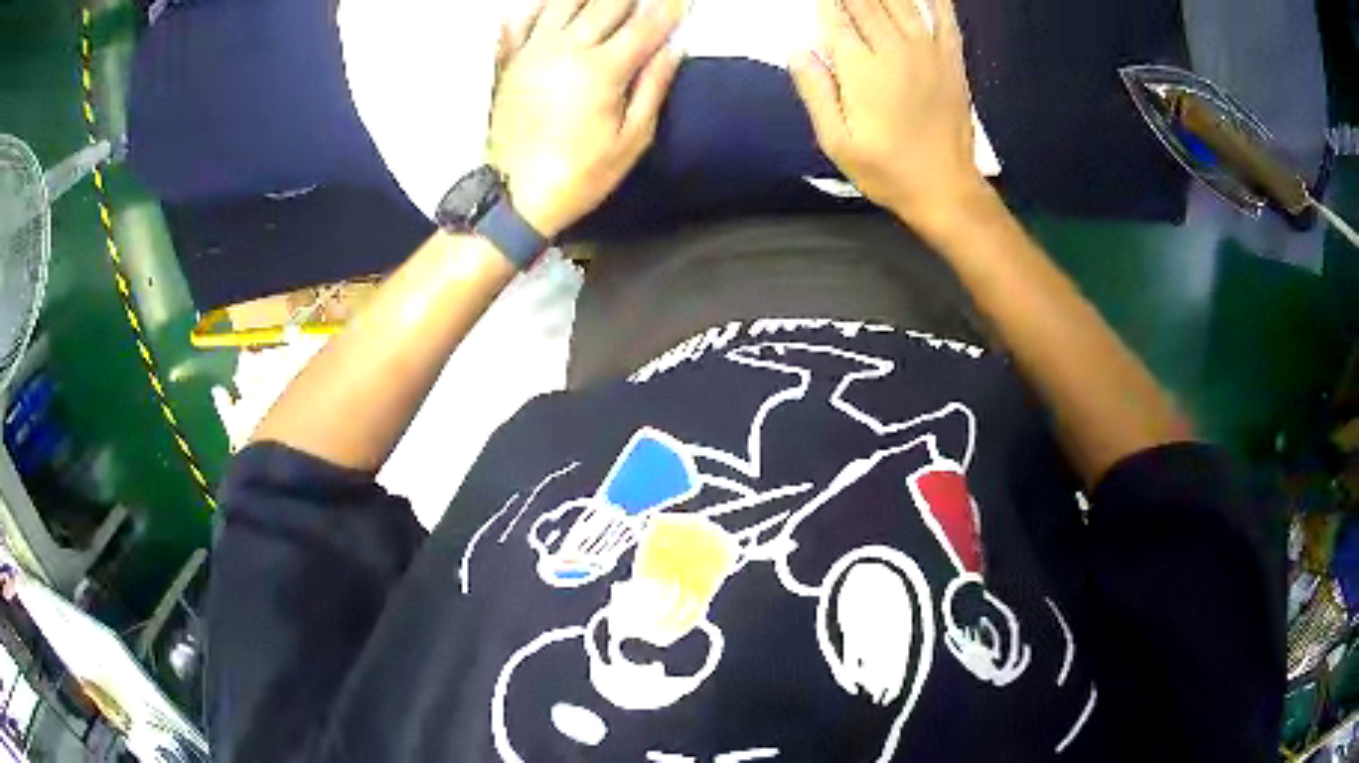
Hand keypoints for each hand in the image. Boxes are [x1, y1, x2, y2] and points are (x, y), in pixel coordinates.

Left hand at [489, 0, 683, 238]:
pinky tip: (550, 4)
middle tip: (646, 0)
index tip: (681, 2)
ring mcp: (531, 53)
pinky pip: (519, 21)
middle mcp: (564, 51)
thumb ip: (653, 87)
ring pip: (562, 2)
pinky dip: (536, 6)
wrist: (514, 198)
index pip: (646, 25)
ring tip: (606, 0)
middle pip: (605, 3)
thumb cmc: (577, 175)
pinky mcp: (508, 64)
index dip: (669, 9)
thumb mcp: (631, 140)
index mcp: (601, 71)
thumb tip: (673, 50)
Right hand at [790, 0, 985, 224]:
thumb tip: (797, 50)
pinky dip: (934, 0)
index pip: (834, 18)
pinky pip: (944, 17)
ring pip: (900, 2)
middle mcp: (894, 50)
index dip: (823, 2)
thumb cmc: (887, 170)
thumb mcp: (837, 143)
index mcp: (861, 69)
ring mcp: (928, 51)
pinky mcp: (952, 59)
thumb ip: (815, 92)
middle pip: (865, 2)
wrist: (946, 189)